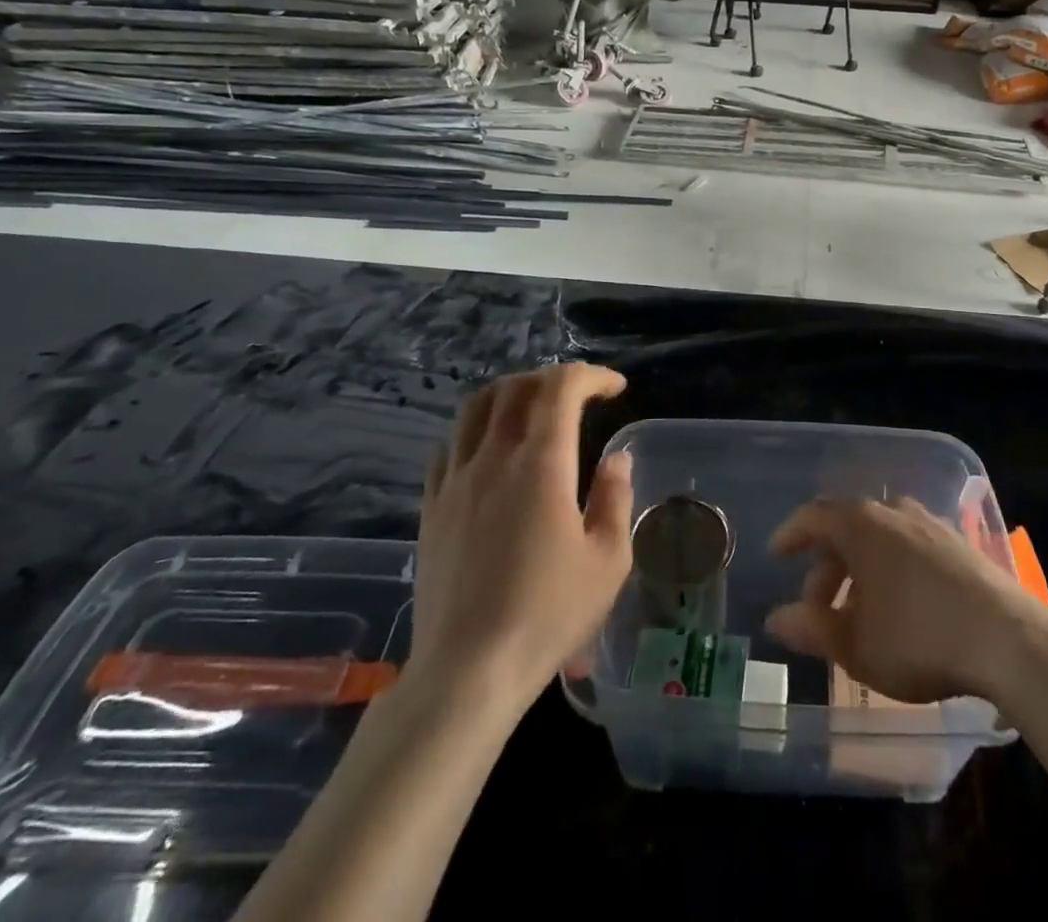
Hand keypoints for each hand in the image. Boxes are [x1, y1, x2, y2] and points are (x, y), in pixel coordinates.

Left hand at [406, 363, 633, 709]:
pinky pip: (450, 445)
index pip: (561, 387)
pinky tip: (490, 452)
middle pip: (515, 387)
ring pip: (475, 408)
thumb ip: (614, 498)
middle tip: (578, 397)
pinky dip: (476, 430)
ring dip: (510, 394)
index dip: (591, 376)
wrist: (468, 671)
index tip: (615, 390)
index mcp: (542, 464)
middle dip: (551, 379)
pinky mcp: (431, 506)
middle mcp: (494, 457)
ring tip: (533, 411)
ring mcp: (456, 480)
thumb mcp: (607, 560)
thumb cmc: (548, 614)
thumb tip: (616, 459)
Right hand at [764, 496, 1047, 705]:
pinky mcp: (959, 544)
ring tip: (860, 611)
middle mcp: (893, 511)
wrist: (1009, 640)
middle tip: (819, 609)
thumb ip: (812, 629)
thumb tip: (777, 619)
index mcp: (861, 525)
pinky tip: (901, 605)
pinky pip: (910, 545)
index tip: (776, 555)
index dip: (790, 535)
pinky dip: (892, 568)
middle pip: (847, 527)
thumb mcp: (856, 646)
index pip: (813, 517)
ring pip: (880, 537)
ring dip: (860, 569)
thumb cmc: (919, 639)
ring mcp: (930, 524)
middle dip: (827, 567)